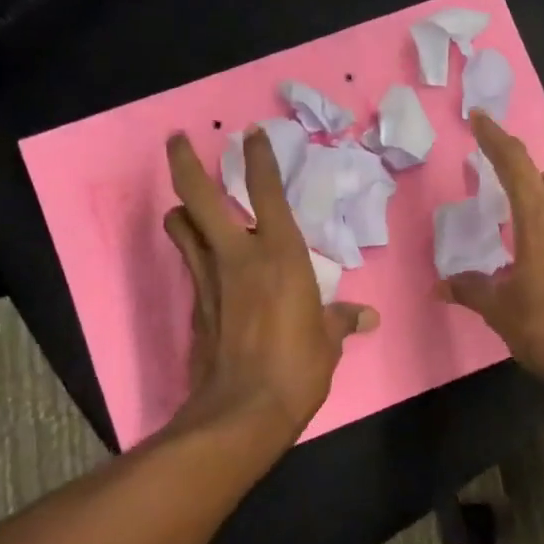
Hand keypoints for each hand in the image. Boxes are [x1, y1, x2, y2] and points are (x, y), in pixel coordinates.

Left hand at [163, 127, 377, 440]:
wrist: (243, 410)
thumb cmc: (298, 368)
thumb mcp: (327, 342)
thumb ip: (341, 321)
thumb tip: (367, 318)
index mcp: (280, 255)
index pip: (266, 191)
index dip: (259, 157)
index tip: (252, 134)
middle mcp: (238, 255)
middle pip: (199, 195)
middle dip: (184, 162)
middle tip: (177, 140)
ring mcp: (209, 278)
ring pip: (181, 227)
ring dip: (181, 210)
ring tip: (188, 206)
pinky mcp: (195, 304)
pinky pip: (189, 264)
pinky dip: (192, 252)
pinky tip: (203, 260)